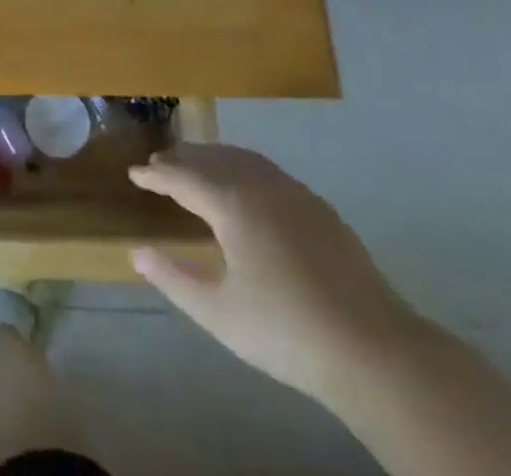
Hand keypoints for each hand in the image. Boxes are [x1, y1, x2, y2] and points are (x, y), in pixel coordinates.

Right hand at [129, 144, 424, 401]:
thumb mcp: (219, 313)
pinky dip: (243, 168)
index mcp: (231, 203)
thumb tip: (138, 254)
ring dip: (213, 158)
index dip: (155, 176)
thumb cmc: (287, 332)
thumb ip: (175, 279)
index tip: (134, 173)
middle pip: (211, 159)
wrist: (376, 352)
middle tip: (159, 163)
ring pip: (242, 159)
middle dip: (182, 159)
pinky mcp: (320, 209)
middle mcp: (259, 185)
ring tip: (196, 165)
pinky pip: (268, 172)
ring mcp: (294, 194)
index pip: (182, 178)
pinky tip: (245, 187)